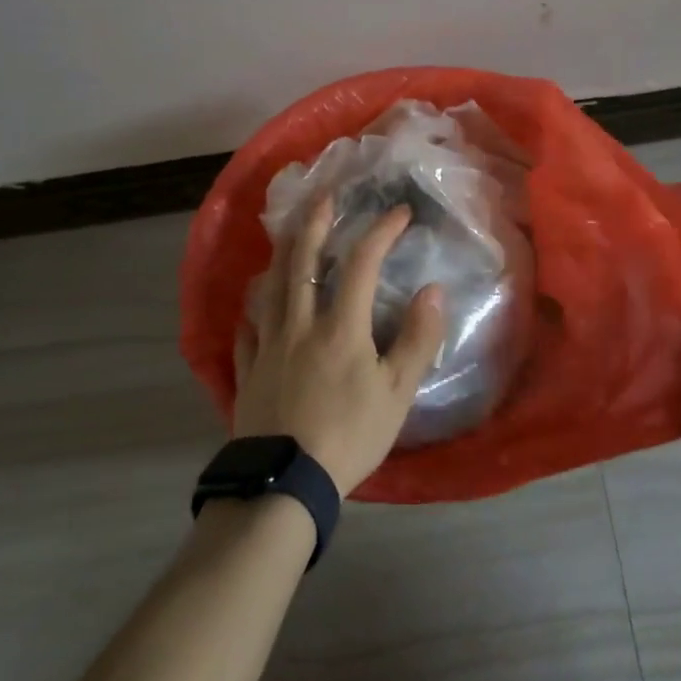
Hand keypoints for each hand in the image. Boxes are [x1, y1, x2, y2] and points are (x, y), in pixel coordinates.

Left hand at [233, 197, 446, 497]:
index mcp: (340, 327)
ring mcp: (267, 346)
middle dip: (314, 223)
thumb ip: (417, 339)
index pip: (360, 264)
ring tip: (287, 235)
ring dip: (280, 254)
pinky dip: (254, 307)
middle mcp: (299, 325)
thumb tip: (433, 290)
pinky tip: (256, 303)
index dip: (380, 232)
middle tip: (324, 196)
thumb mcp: (397, 393)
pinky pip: (247, 327)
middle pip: (302, 262)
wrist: (284, 484)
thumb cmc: (348, 437)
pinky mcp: (247, 371)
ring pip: (270, 287)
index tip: (398, 213)